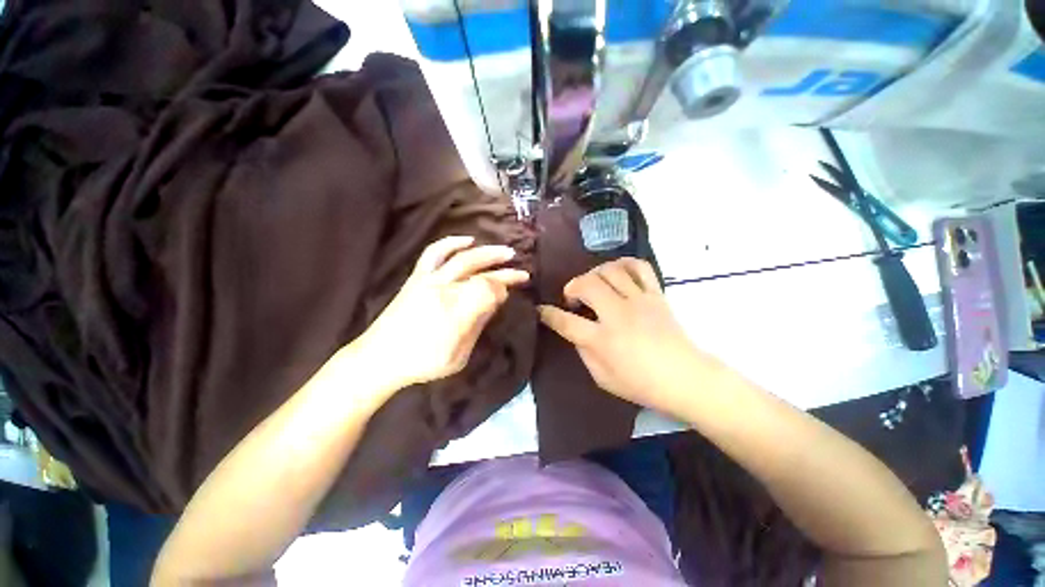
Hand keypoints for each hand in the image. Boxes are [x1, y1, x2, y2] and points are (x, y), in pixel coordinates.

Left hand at [355, 236, 528, 389]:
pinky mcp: (417, 277)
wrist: (379, 358)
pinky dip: (452, 243)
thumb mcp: (459, 355)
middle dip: (504, 269)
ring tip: (503, 251)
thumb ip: (478, 325)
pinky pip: (434, 253)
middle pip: (479, 271)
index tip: (510, 293)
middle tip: (521, 270)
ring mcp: (428, 280)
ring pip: (462, 257)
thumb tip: (496, 301)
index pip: (488, 289)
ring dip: (486, 252)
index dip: (504, 288)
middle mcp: (443, 289)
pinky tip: (468, 240)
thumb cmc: (423, 363)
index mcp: (455, 312)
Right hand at [538, 258, 712, 416]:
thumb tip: (575, 331)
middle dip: (572, 287)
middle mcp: (618, 314)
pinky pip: (639, 267)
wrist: (686, 378)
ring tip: (594, 285)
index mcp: (602, 339)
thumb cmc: (641, 384)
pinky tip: (617, 273)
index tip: (540, 309)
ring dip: (594, 274)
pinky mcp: (655, 294)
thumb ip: (584, 352)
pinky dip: (623, 264)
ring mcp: (639, 301)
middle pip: (586, 284)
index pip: (565, 321)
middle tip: (574, 299)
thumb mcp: (603, 378)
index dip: (548, 314)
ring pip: (609, 270)